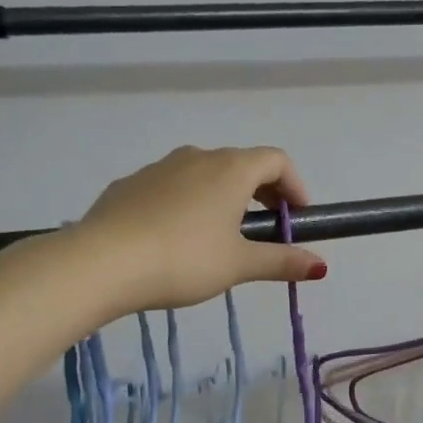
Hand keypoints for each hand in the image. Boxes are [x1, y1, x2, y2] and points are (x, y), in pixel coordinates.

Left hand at [79, 145, 326, 311]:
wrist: (101, 262)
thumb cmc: (183, 259)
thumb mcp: (238, 265)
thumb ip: (281, 261)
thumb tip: (321, 265)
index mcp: (230, 169)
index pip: (277, 160)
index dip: (294, 186)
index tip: (296, 218)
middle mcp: (197, 157)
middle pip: (241, 164)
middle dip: (261, 193)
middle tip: (265, 230)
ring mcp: (158, 167)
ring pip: (203, 174)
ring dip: (223, 197)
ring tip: (220, 237)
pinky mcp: (129, 185)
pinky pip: (170, 187)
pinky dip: (187, 203)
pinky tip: (175, 239)